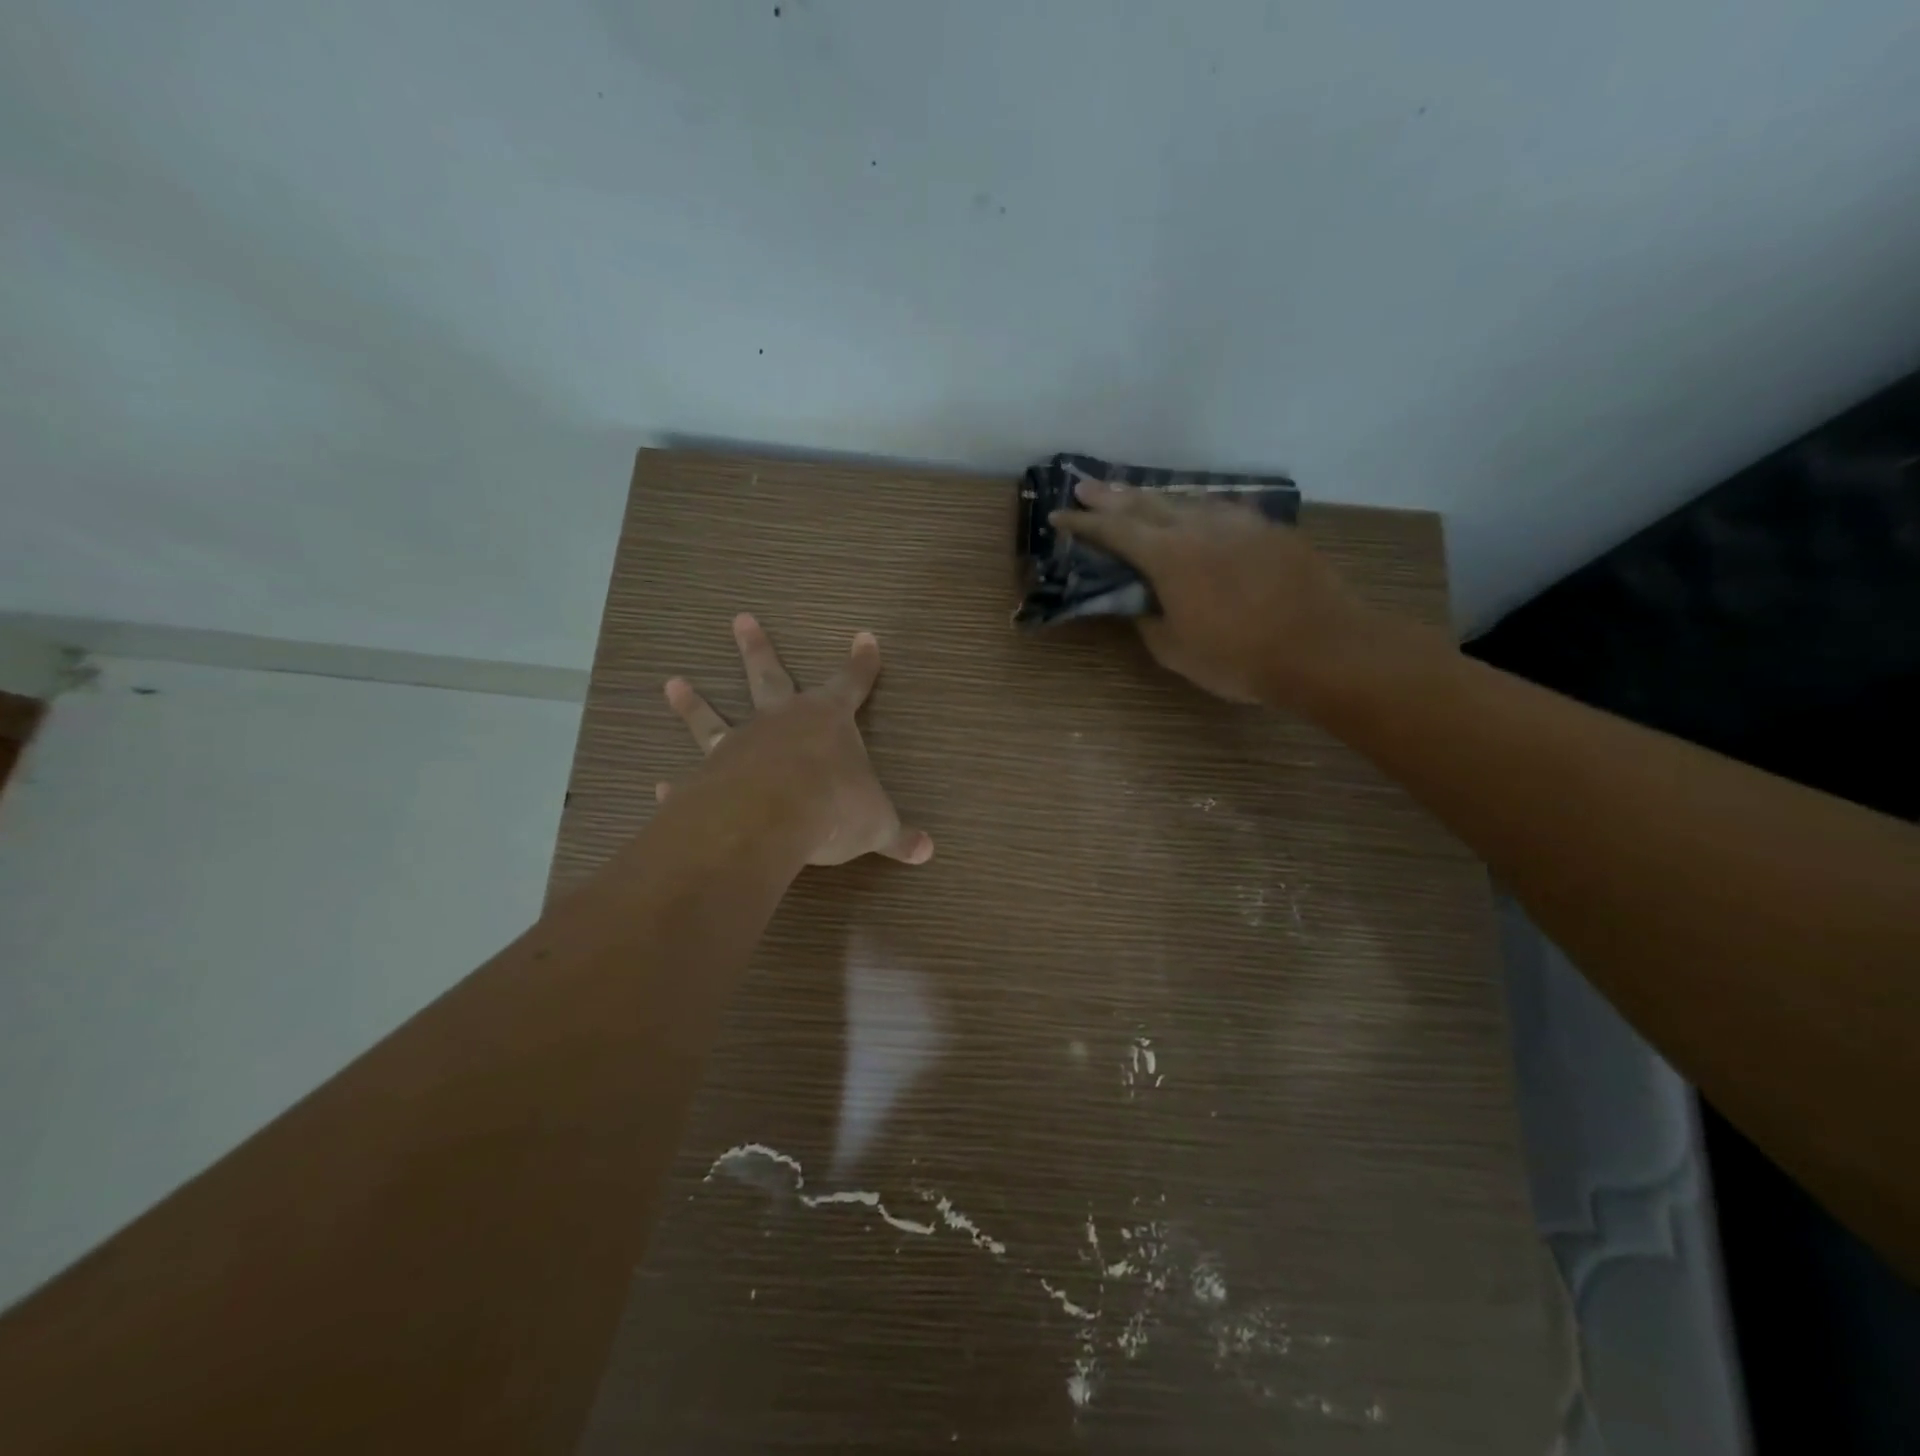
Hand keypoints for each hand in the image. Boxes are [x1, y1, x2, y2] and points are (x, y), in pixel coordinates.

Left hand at [658, 614, 933, 866]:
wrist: (769, 819)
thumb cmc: (833, 807)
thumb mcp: (876, 824)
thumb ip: (898, 836)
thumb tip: (928, 851)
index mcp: (828, 721)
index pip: (852, 683)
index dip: (862, 663)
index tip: (865, 637)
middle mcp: (780, 722)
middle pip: (769, 675)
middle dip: (757, 648)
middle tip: (741, 619)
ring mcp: (739, 745)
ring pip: (713, 717)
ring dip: (694, 703)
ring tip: (673, 683)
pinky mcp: (707, 777)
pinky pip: (691, 777)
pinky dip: (677, 785)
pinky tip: (660, 787)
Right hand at [1050, 481, 1393, 707]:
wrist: (1322, 647)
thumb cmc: (1239, 657)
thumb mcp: (1175, 651)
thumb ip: (1149, 620)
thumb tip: (1141, 602)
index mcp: (1168, 556)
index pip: (1114, 531)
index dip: (1083, 523)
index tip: (1058, 516)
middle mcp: (1199, 527)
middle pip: (1146, 503)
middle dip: (1111, 497)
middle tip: (1085, 489)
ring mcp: (1239, 523)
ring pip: (1187, 500)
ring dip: (1154, 498)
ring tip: (1135, 496)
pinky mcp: (1269, 529)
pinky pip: (1223, 510)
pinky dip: (1198, 509)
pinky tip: (1198, 513)